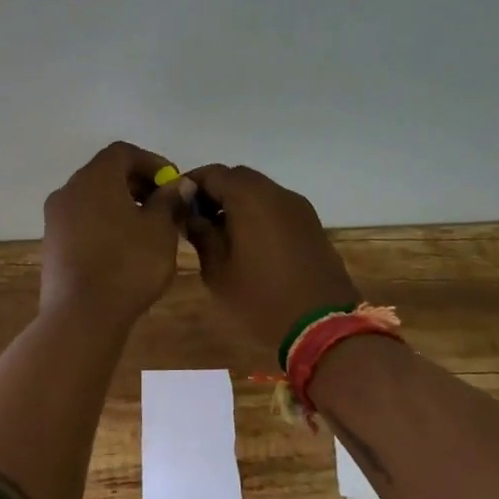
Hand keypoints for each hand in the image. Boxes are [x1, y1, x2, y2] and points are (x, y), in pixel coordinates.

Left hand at [40, 142, 185, 323]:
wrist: (82, 314)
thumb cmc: (127, 265)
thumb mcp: (160, 231)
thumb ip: (170, 201)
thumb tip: (178, 185)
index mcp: (94, 178)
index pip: (123, 153)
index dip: (152, 163)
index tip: (173, 185)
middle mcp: (68, 190)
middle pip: (105, 173)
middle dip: (137, 184)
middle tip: (165, 206)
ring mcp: (55, 218)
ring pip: (93, 198)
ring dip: (121, 205)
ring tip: (149, 229)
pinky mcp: (52, 244)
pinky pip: (82, 221)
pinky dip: (104, 223)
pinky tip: (125, 248)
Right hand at [183, 164, 357, 354]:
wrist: (322, 325)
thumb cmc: (261, 297)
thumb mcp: (218, 270)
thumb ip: (201, 235)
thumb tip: (190, 215)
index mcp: (250, 197)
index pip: (213, 173)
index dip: (190, 184)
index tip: (176, 205)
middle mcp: (277, 193)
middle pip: (238, 177)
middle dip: (214, 191)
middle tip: (196, 219)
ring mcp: (298, 207)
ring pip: (260, 191)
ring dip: (237, 203)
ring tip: (219, 233)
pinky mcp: (311, 224)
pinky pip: (276, 207)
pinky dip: (257, 213)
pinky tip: (246, 242)